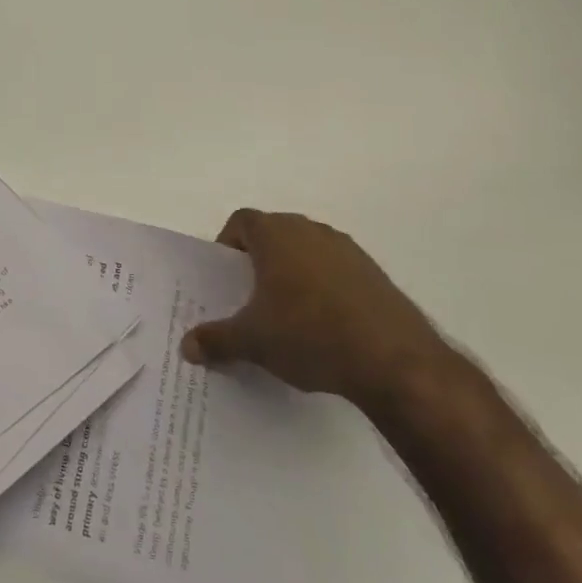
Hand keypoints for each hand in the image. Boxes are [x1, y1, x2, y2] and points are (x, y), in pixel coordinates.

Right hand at [181, 209, 448, 406]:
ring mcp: (347, 249)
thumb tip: (186, 347)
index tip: (226, 276)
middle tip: (251, 296)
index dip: (228, 243)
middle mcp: (309, 230)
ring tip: (288, 314)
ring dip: (294, 272)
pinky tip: (326, 326)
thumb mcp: (253, 342)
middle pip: (274, 232)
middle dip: (259, 259)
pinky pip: (336, 270)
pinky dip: (325, 287)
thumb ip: (216, 340)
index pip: (242, 221)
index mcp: (275, 235)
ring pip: (307, 250)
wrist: (394, 361)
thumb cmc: (309, 335)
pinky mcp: (375, 274)